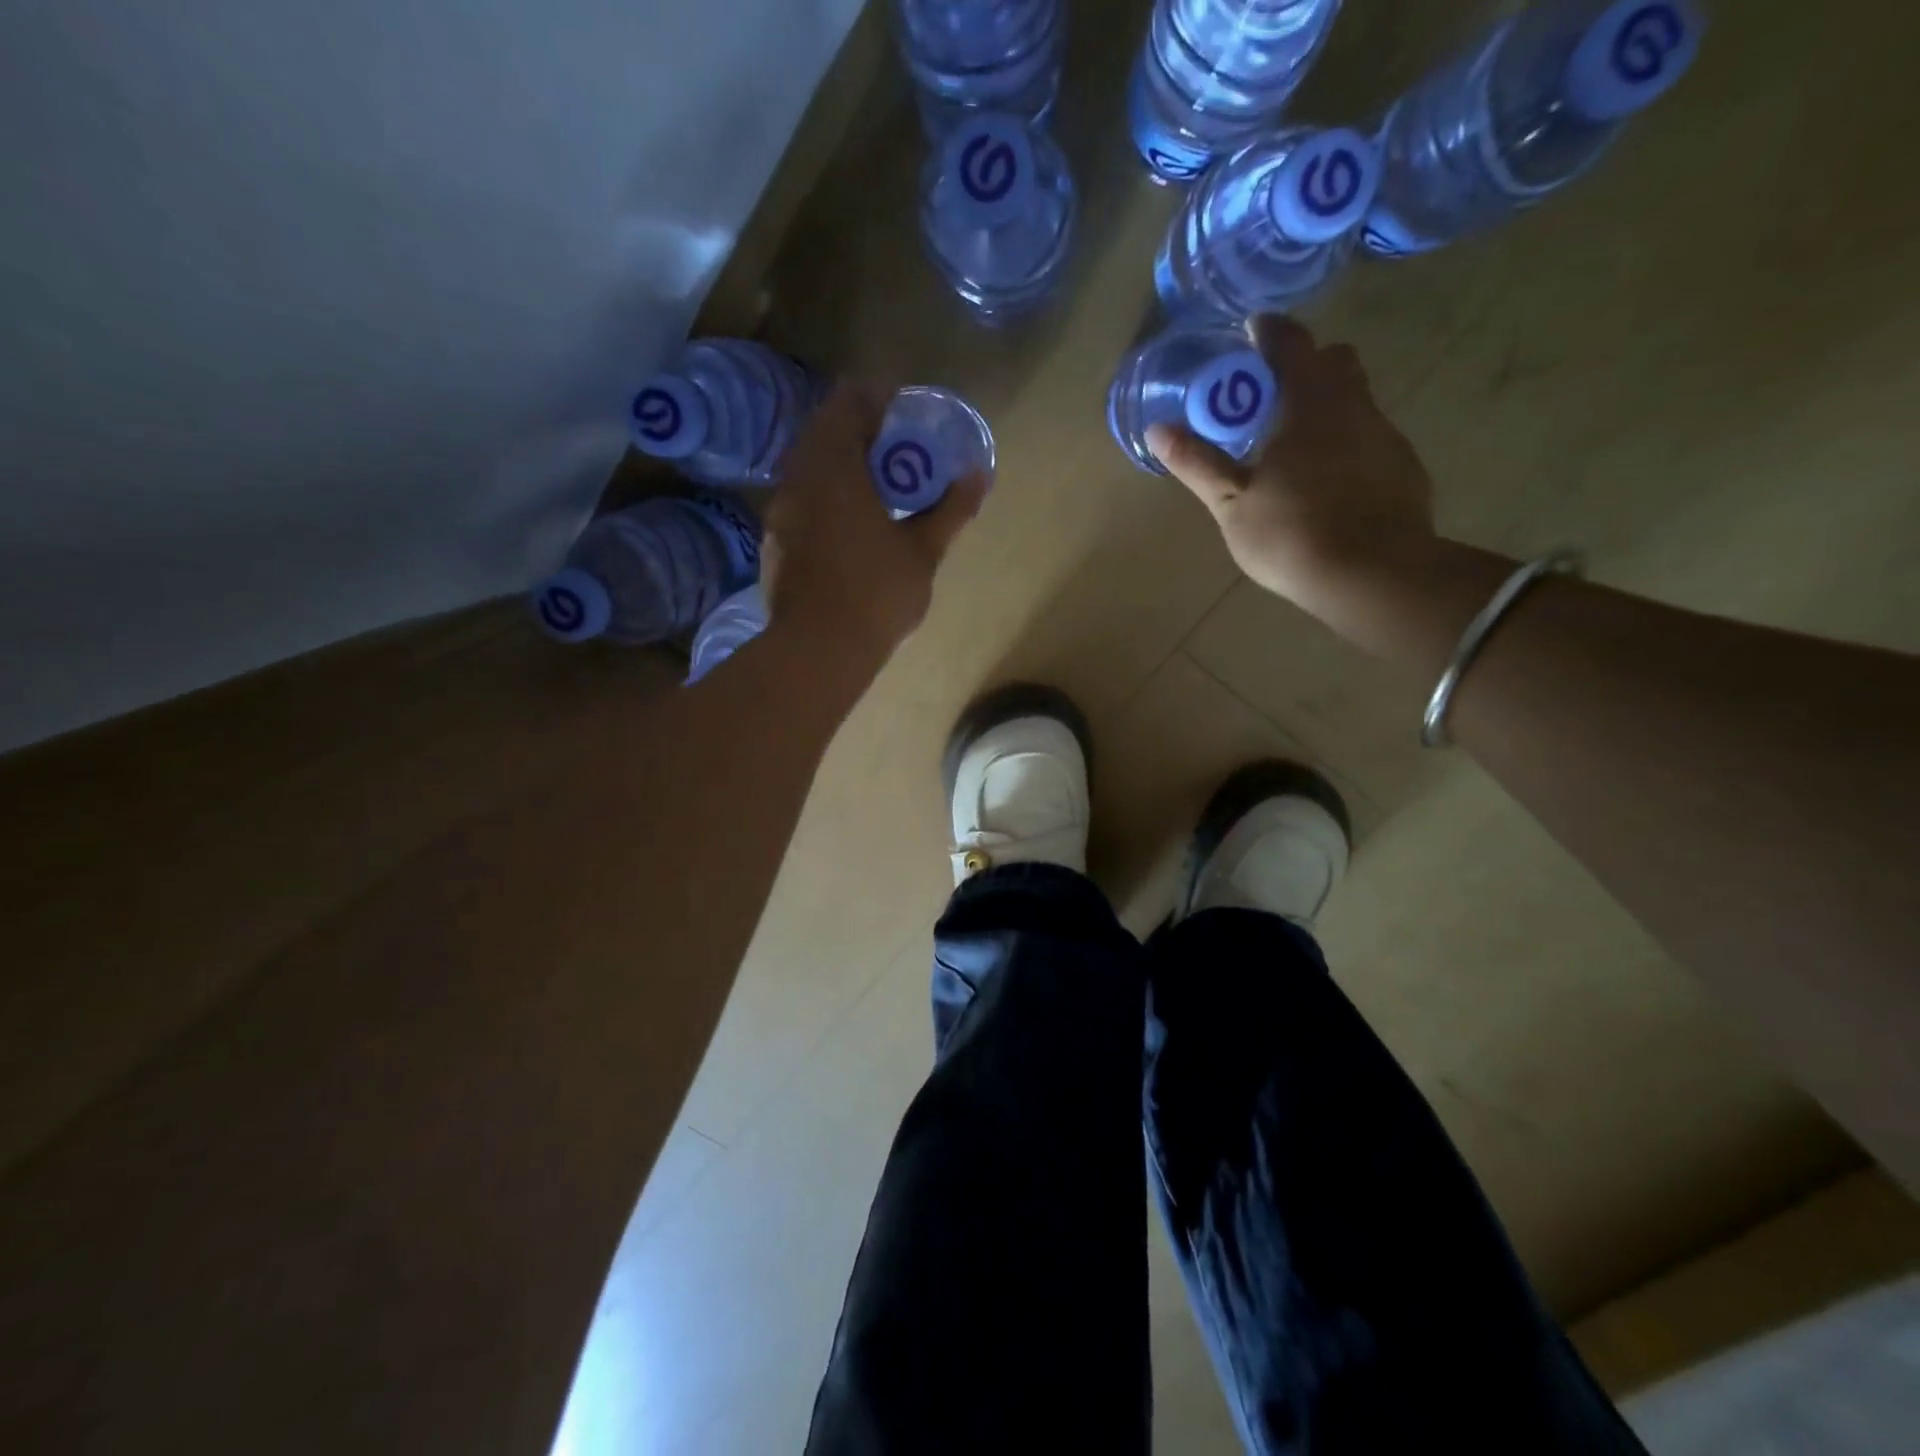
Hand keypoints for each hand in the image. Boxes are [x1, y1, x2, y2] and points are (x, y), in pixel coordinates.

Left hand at [762, 382, 986, 669]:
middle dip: (860, 434)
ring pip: (809, 467)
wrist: (817, 650)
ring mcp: (780, 510)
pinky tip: (848, 528)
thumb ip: (950, 510)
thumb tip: (979, 476)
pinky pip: (800, 499)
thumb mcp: (923, 551)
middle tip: (896, 455)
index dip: (876, 399)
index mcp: (834, 467)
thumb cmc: (876, 594)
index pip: (847, 402)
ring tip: (876, 492)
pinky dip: (824, 497)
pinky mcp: (774, 540)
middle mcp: (798, 478)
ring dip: (840, 467)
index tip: (904, 416)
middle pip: (824, 432)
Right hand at [1146, 315, 1436, 615]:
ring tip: (1296, 449)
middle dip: (1304, 366)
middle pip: (1334, 363)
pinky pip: (1371, 440)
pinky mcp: (1404, 469)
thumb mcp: (1231, 503)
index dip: (1269, 332)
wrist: (1372, 575)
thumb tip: (1158, 429)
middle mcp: (1354, 406)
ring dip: (1327, 408)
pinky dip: (1348, 446)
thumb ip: (1197, 463)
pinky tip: (1330, 485)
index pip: (1290, 344)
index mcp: (1308, 404)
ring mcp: (1386, 436)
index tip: (1252, 330)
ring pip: (1356, 402)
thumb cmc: (1291, 533)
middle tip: (1271, 396)